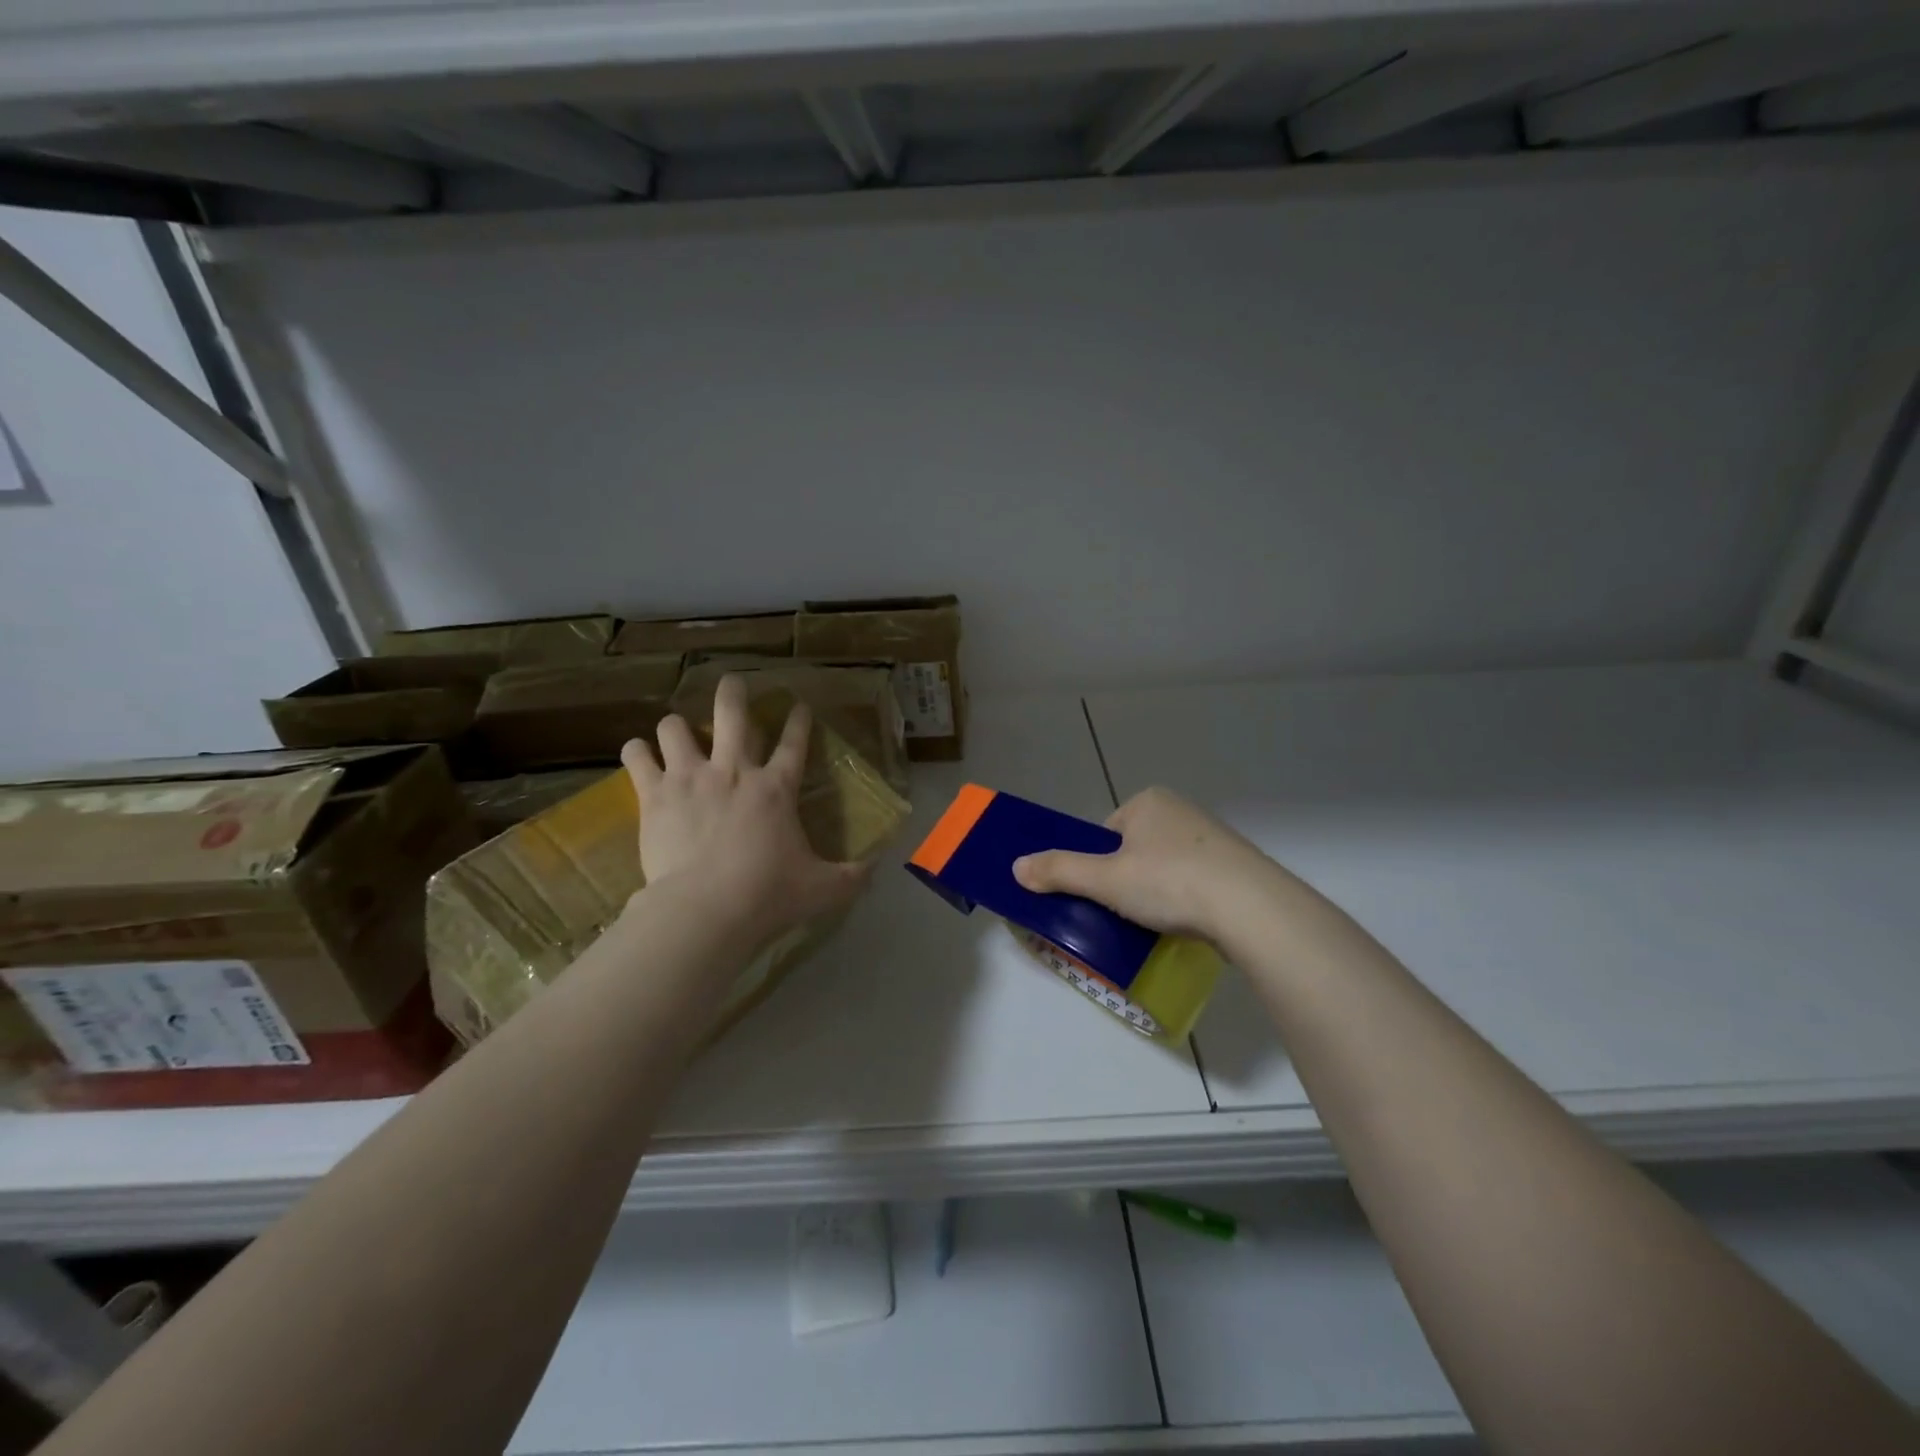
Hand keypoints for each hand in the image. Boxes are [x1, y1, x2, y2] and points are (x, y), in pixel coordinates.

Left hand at [621, 675, 872, 945]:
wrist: (705, 910)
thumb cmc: (767, 894)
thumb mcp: (822, 889)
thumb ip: (851, 877)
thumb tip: (876, 870)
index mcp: (776, 789)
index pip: (794, 743)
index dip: (798, 720)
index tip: (798, 704)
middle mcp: (733, 770)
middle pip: (732, 713)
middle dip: (733, 692)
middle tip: (732, 684)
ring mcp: (690, 777)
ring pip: (676, 726)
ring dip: (677, 727)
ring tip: (677, 734)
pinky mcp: (655, 794)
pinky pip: (637, 755)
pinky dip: (638, 752)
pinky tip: (640, 755)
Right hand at [1011, 787, 1281, 942]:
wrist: (1251, 907)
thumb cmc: (1170, 881)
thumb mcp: (1104, 879)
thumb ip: (1059, 871)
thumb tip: (1016, 867)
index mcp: (1148, 801)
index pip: (1107, 833)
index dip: (1098, 864)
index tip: (1104, 894)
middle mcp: (1181, 810)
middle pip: (1135, 850)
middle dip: (1128, 879)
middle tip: (1127, 912)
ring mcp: (1213, 838)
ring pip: (1166, 867)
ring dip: (1158, 892)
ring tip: (1157, 922)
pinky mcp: (1237, 866)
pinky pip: (1196, 881)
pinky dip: (1186, 900)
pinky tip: (1188, 922)